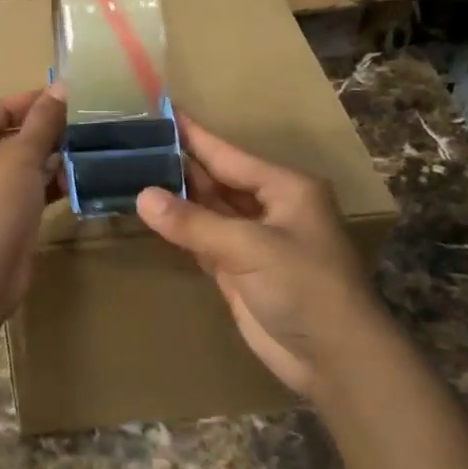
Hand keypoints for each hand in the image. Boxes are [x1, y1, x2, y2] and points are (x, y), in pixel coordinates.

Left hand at [0, 86, 67, 311]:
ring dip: (43, 163)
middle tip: (80, 128)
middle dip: (41, 135)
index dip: (33, 102)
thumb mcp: (22, 155)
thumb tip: (61, 87)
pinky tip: (68, 184)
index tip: (69, 98)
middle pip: (2, 138)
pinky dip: (35, 189)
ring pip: (9, 169)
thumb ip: (43, 121)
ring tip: (81, 154)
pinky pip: (11, 196)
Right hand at [136, 118, 391, 398]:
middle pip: (216, 179)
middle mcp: (269, 207)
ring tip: (132, 173)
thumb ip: (194, 222)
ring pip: (208, 210)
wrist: (334, 358)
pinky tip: (153, 215)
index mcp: (284, 188)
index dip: (194, 134)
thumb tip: (143, 196)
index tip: (161, 110)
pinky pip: (203, 240)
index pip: (228, 153)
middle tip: (133, 145)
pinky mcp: (240, 269)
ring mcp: (253, 240)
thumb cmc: (304, 287)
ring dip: (176, 197)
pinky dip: (180, 230)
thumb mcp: (250, 247)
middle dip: (179, 165)